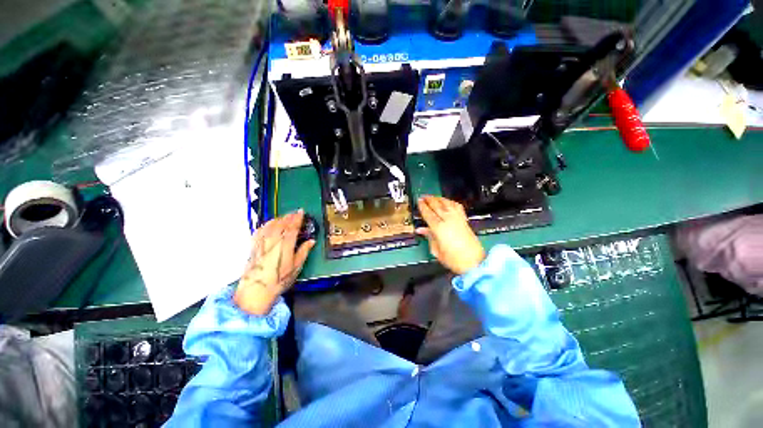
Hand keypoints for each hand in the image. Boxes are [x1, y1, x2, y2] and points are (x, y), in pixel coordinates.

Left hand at [234, 210, 314, 314]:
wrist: (256, 290)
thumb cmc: (279, 280)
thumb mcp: (296, 267)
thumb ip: (303, 252)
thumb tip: (311, 241)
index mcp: (285, 244)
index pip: (292, 227)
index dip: (297, 218)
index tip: (302, 212)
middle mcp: (273, 240)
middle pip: (281, 223)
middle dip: (289, 216)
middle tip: (295, 213)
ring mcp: (262, 242)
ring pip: (270, 224)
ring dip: (279, 218)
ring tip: (285, 217)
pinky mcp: (254, 246)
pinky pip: (260, 230)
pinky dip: (267, 224)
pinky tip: (269, 224)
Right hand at [416, 195, 484, 275]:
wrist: (474, 262)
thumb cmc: (454, 259)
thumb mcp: (436, 250)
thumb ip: (429, 237)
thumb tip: (421, 230)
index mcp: (439, 228)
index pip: (428, 213)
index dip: (422, 206)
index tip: (418, 201)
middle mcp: (448, 220)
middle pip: (437, 205)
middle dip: (429, 200)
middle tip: (423, 196)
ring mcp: (458, 219)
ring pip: (447, 203)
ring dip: (439, 198)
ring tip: (433, 196)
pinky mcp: (464, 220)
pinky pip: (457, 206)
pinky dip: (451, 202)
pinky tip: (448, 202)